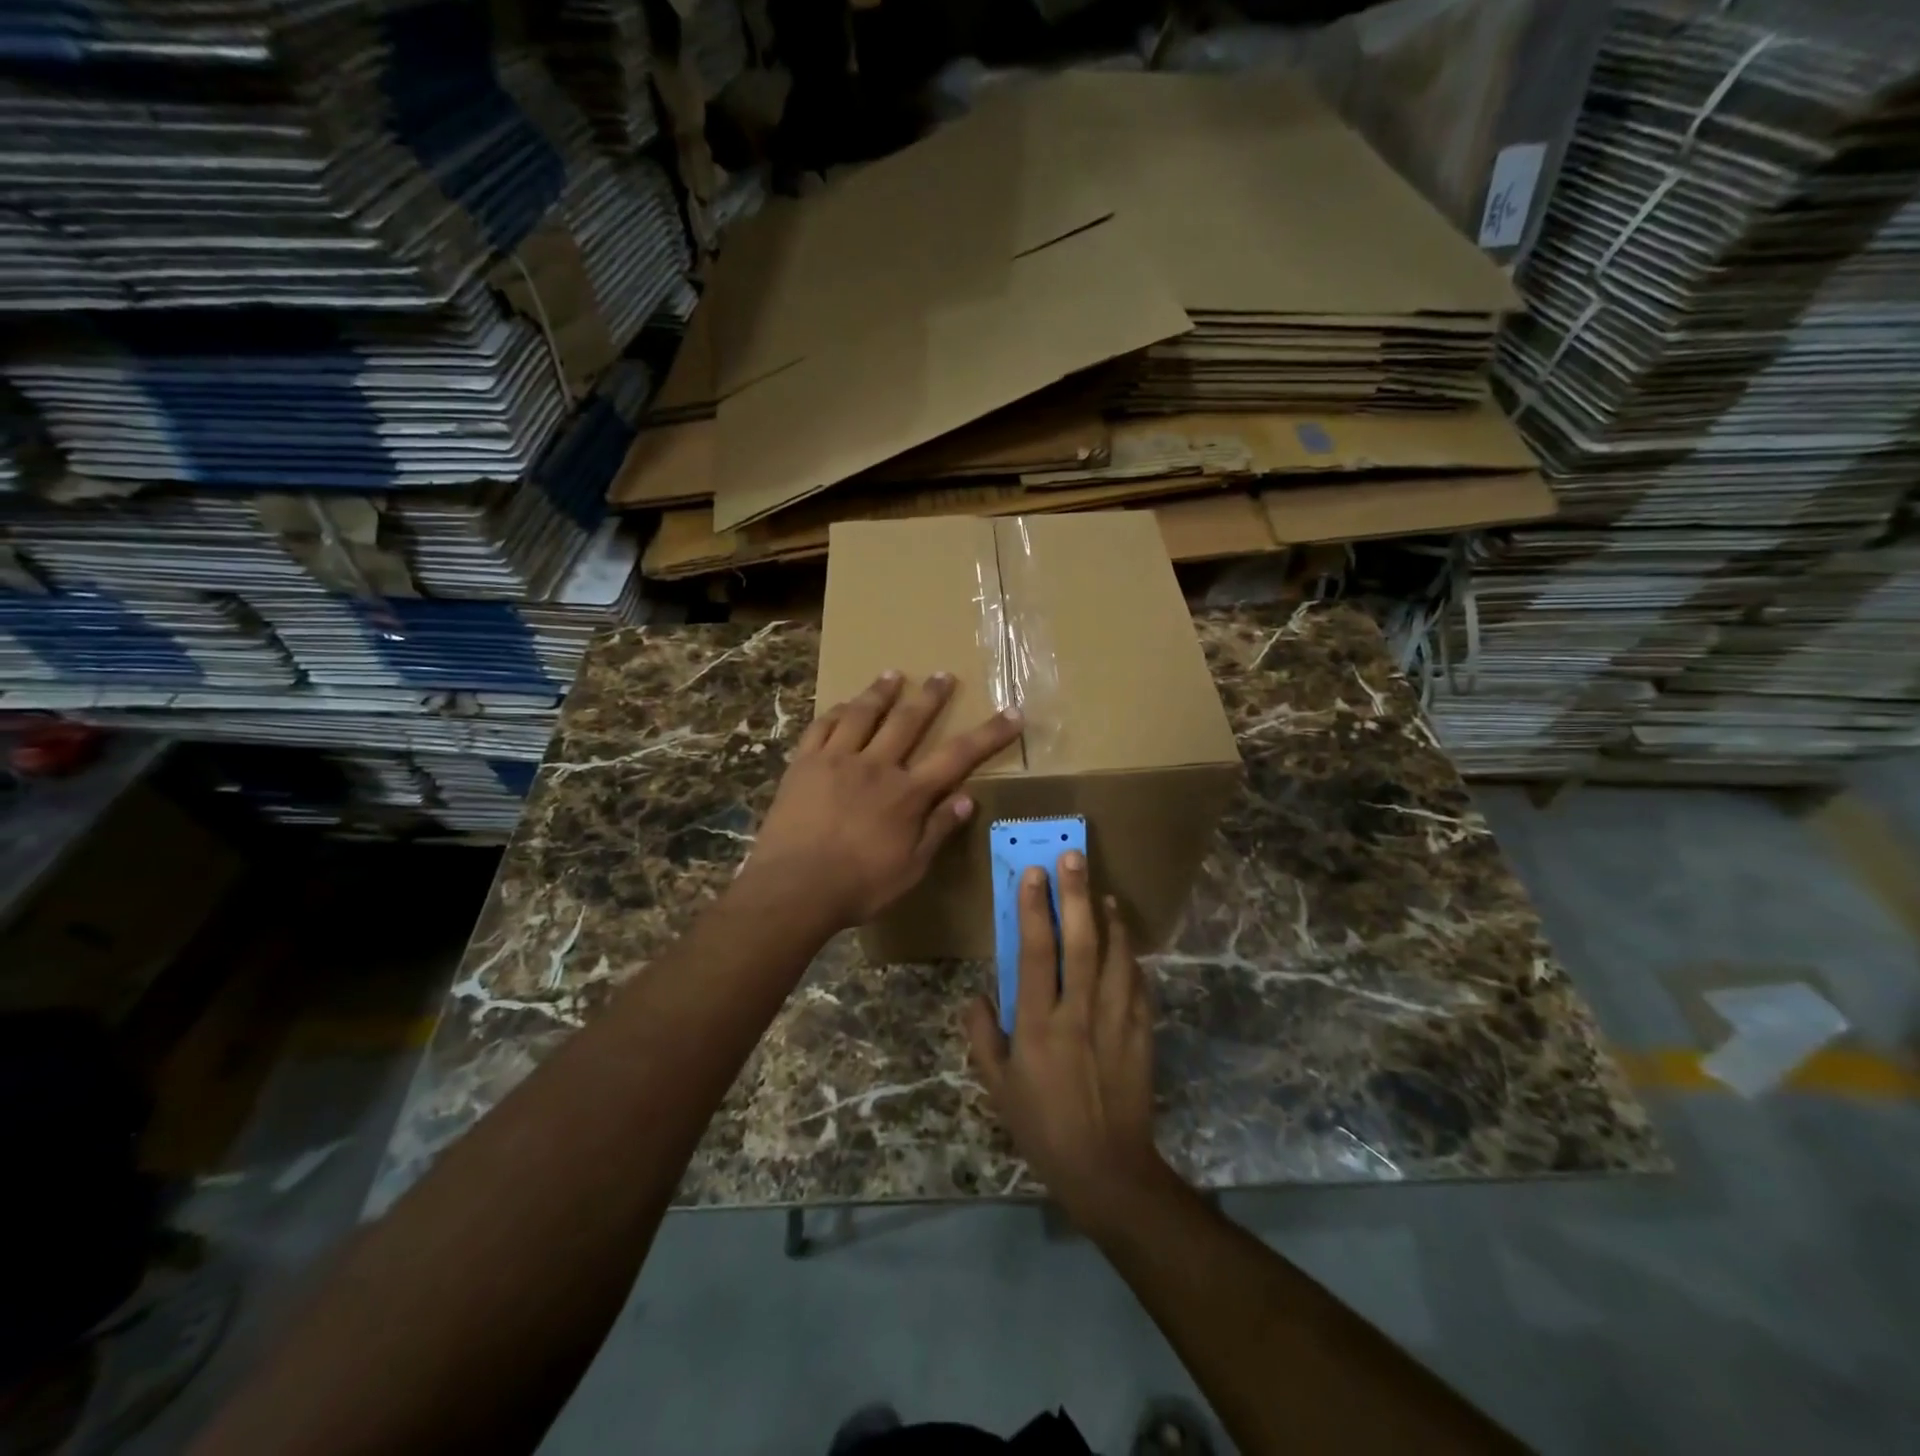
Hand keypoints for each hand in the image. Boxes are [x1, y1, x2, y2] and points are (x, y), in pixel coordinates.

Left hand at [748, 670, 1022, 932]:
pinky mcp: (804, 764)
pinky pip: (822, 727)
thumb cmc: (859, 885)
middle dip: (931, 696)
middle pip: (909, 721)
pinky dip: (836, 712)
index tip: (1012, 713)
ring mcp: (837, 760)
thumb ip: (938, 830)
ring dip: (881, 692)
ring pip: (863, 714)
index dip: (989, 733)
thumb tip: (967, 798)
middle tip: (942, 675)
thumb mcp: (911, 868)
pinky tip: (843, 705)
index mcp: (907, 794)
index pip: (958, 756)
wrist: (794, 888)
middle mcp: (876, 766)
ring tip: (893, 674)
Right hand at [964, 852, 1172, 1234]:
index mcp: (1040, 1024)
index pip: (1038, 952)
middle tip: (1074, 856)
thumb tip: (976, 996)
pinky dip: (1130, 956)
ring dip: (1109, 919)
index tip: (1034, 874)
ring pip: (1116, 955)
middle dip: (1076, 894)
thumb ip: (984, 1037)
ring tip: (1102, 892)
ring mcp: (1116, 1020)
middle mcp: (1080, 1012)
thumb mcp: (998, 1086)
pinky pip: (1138, 983)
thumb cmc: (1043, 1126)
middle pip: (1081, 941)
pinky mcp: (1141, 1032)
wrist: (1107, 1168)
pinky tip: (1124, 941)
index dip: (1034, 909)